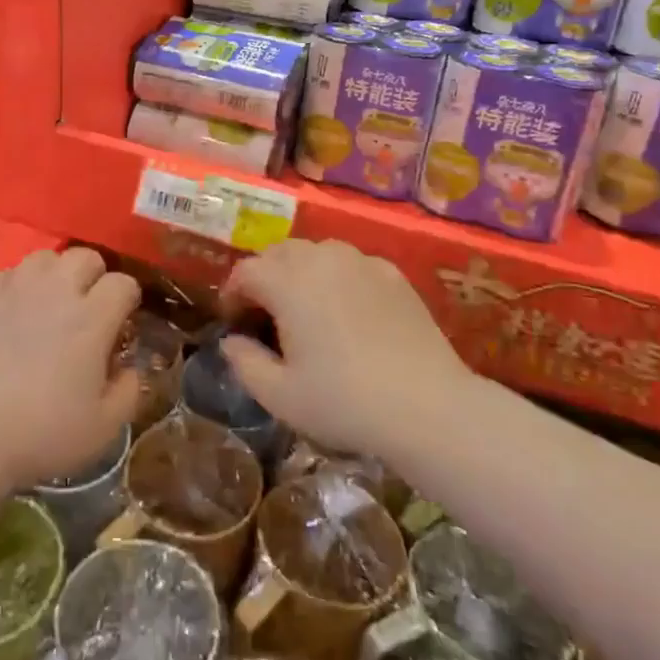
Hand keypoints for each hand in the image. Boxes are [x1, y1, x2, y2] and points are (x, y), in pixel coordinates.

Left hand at [0, 247, 141, 491]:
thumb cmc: (43, 432)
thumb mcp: (104, 427)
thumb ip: (129, 391)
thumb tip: (131, 368)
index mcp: (91, 318)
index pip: (123, 283)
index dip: (127, 300)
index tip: (122, 322)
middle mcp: (57, 291)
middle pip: (86, 256)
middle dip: (94, 276)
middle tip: (87, 308)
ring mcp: (16, 288)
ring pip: (46, 257)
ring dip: (55, 274)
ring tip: (50, 303)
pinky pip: (9, 272)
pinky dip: (17, 285)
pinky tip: (14, 311)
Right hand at [218, 239, 469, 459]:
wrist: (429, 408)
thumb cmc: (344, 402)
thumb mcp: (279, 395)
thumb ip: (244, 362)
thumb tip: (230, 341)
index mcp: (287, 282)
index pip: (246, 272)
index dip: (232, 295)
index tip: (234, 322)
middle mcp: (321, 259)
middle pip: (279, 253)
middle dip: (265, 277)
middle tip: (266, 314)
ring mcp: (361, 262)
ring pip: (317, 252)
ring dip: (301, 271)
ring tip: (306, 308)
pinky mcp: (393, 274)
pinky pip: (352, 264)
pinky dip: (338, 277)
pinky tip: (348, 311)